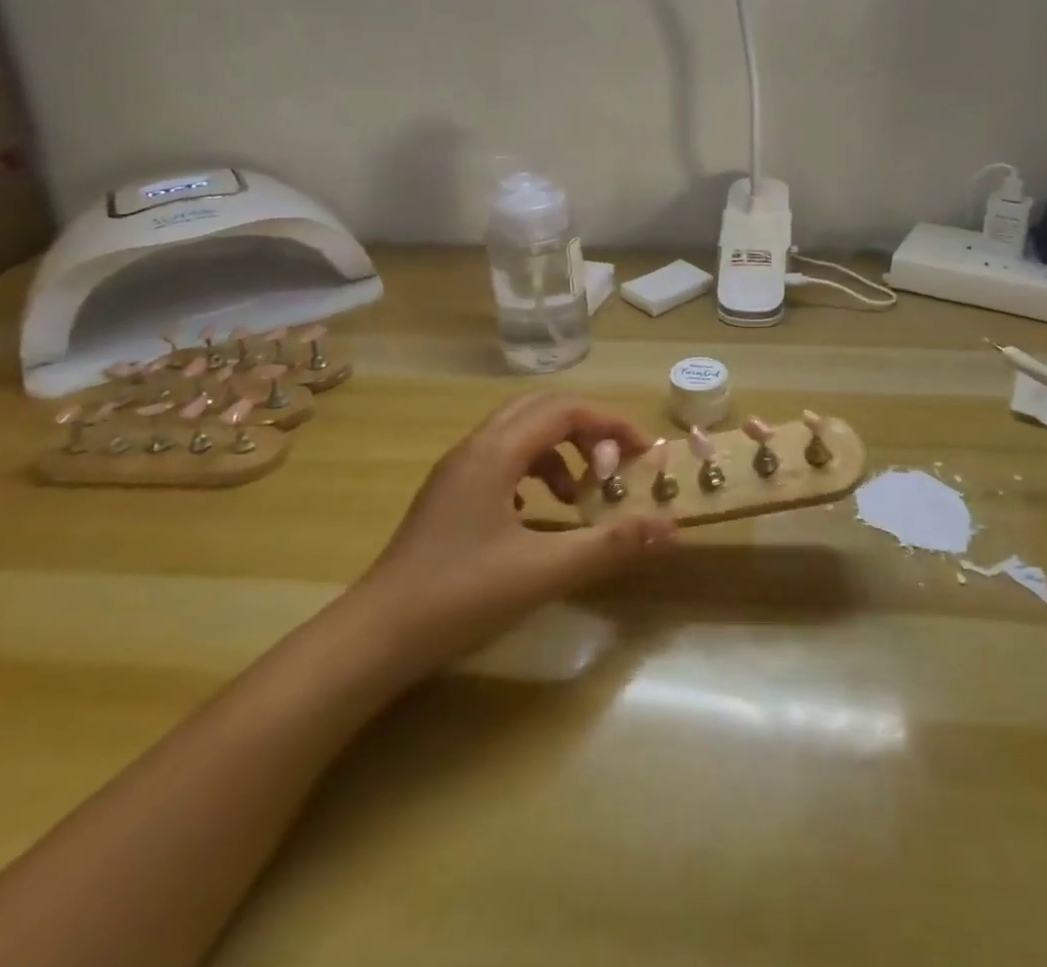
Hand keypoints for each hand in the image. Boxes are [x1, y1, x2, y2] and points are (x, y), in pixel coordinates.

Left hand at [358, 393, 678, 674]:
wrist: (375, 637)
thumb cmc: (460, 594)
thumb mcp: (544, 570)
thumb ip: (610, 545)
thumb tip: (671, 528)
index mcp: (496, 452)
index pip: (564, 410)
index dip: (609, 424)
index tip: (641, 454)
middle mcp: (475, 448)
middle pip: (541, 410)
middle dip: (585, 430)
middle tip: (613, 464)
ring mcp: (456, 471)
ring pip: (518, 434)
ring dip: (557, 452)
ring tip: (577, 496)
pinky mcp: (447, 496)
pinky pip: (500, 460)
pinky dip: (531, 472)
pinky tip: (536, 514)